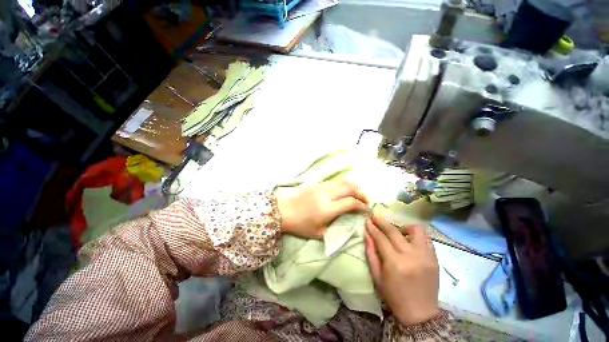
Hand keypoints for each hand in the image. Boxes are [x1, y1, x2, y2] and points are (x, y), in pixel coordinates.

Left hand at [275, 180, 368, 238]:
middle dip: (361, 193)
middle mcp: (326, 194)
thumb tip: (349, 226)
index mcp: (327, 208)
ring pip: (343, 182)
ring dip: (353, 187)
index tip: (367, 211)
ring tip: (357, 195)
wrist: (282, 210)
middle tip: (366, 201)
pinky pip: (335, 182)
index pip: (351, 202)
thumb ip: (336, 230)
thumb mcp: (318, 233)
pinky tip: (344, 192)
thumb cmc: (299, 225)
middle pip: (350, 187)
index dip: (362, 206)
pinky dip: (343, 185)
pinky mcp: (317, 183)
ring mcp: (321, 186)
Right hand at [365, 212, 439, 326]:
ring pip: (416, 230)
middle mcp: (412, 256)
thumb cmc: (394, 296)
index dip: (373, 227)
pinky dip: (416, 235)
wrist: (420, 314)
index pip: (381, 238)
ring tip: (397, 231)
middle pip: (395, 231)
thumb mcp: (377, 277)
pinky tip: (409, 240)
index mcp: (395, 263)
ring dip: (403, 226)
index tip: (367, 220)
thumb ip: (371, 253)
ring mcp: (426, 256)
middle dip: (383, 222)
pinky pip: (426, 239)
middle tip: (376, 217)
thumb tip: (367, 234)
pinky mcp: (435, 258)